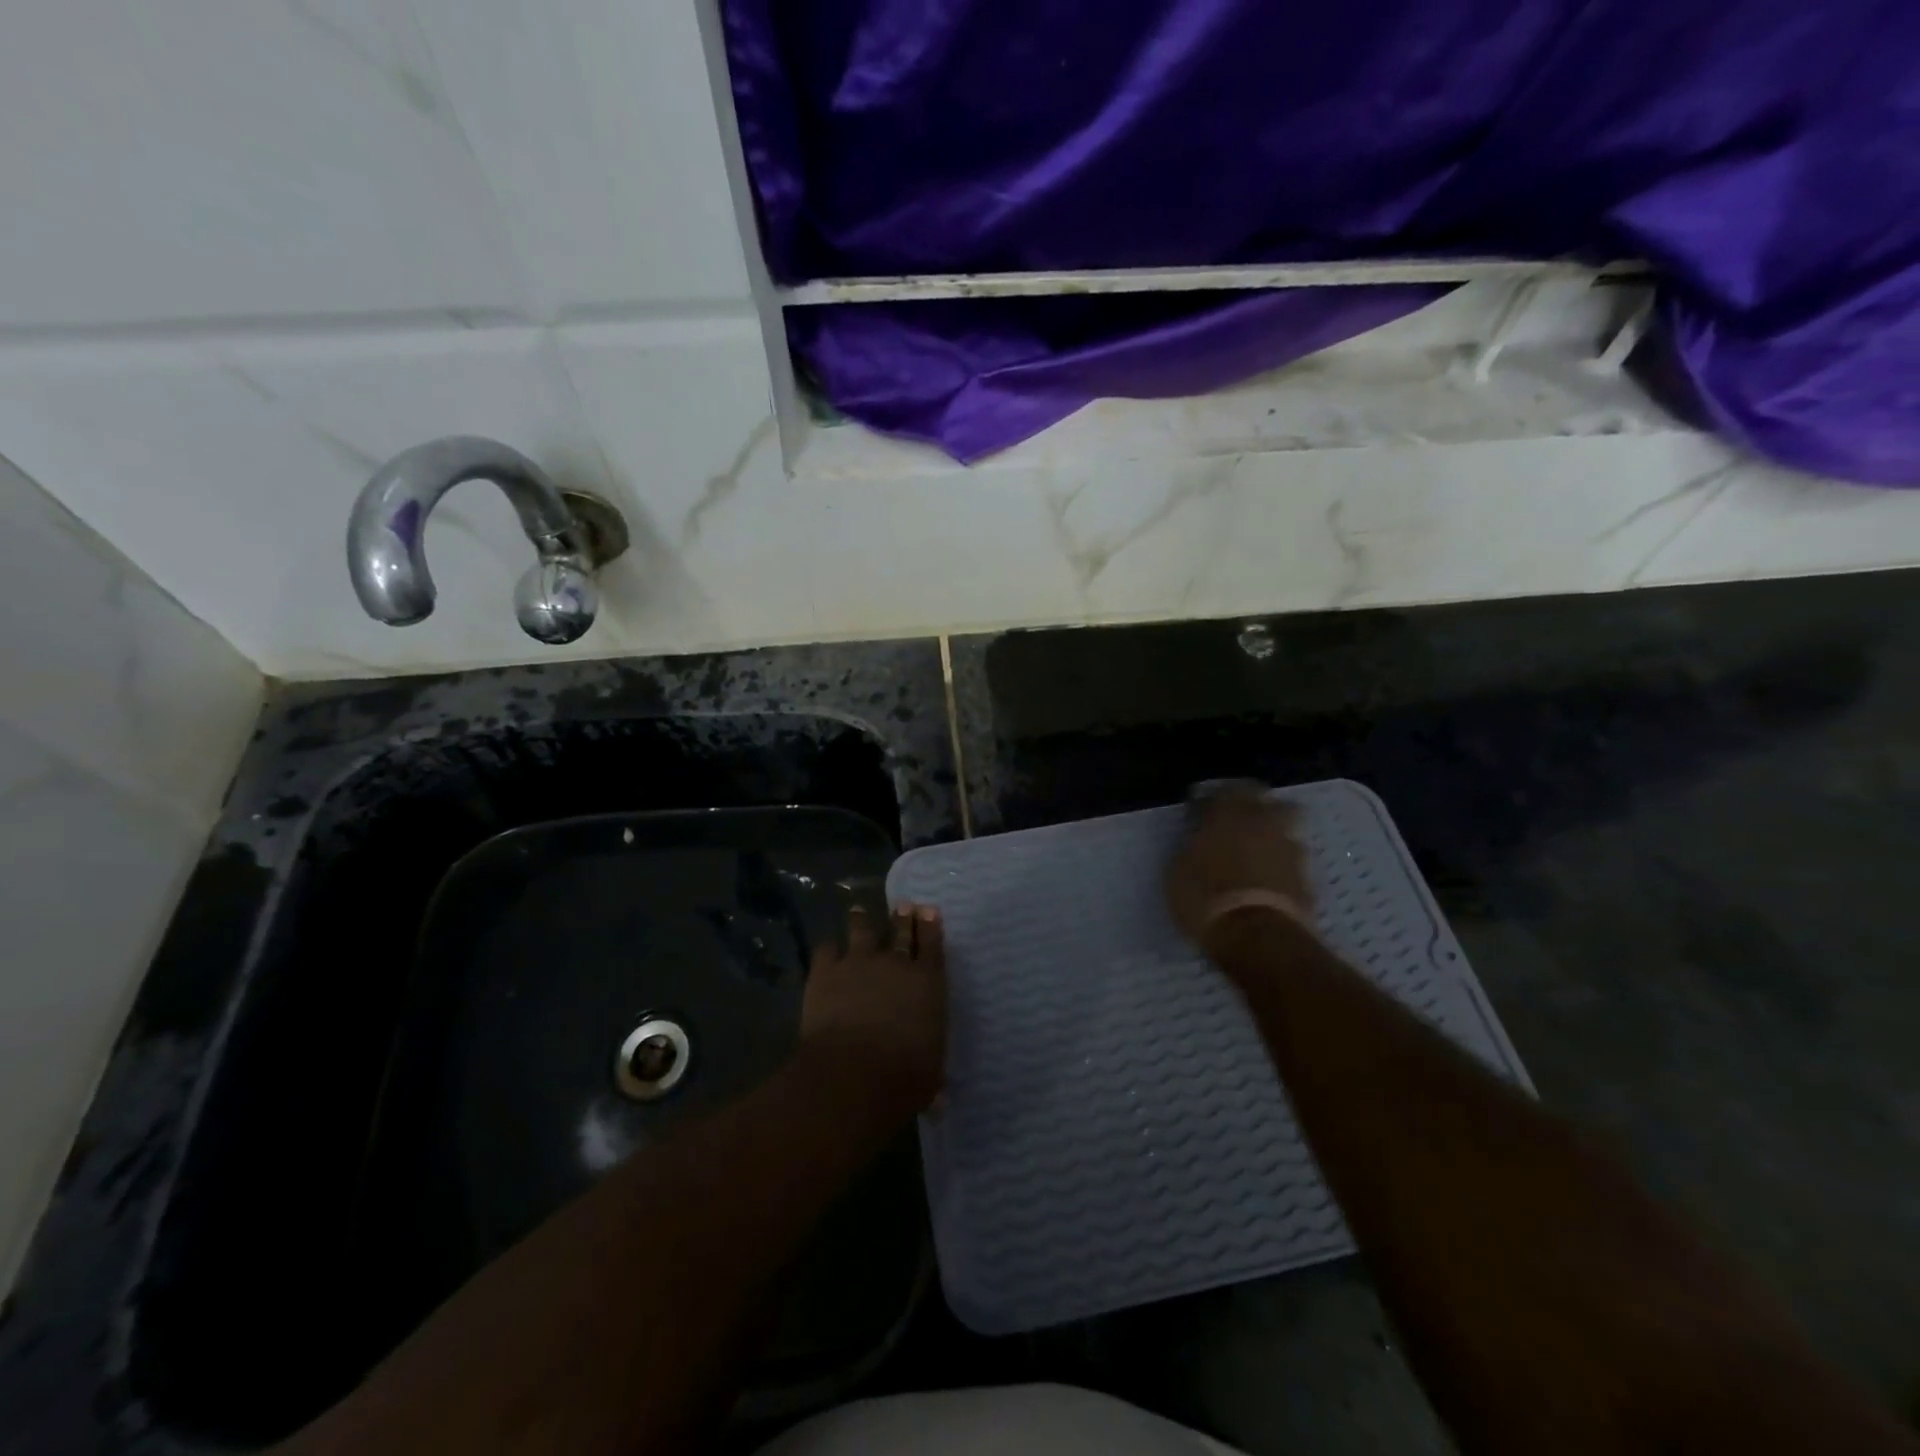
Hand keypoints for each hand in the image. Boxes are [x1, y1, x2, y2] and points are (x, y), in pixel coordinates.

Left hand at [801, 902, 947, 1111]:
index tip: (929, 911)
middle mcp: (896, 963)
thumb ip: (932, 1076)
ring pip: (861, 930)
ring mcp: (858, 962)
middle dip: (903, 917)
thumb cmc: (904, 1077)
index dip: (932, 926)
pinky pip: (826, 949)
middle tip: (903, 905)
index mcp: (928, 983)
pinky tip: (827, 949)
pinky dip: (828, 949)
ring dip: (861, 920)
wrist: (854, 1072)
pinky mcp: (826, 971)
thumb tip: (938, 1102)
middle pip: (901, 931)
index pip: (934, 945)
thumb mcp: (930, 1077)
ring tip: (859, 912)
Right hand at [1165, 781, 1315, 955]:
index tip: (1202, 808)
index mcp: (1228, 815)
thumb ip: (1191, 846)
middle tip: (1239, 819)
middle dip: (1256, 805)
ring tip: (1258, 851)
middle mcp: (1263, 824)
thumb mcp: (1178, 871)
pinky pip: (1294, 860)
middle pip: (1269, 800)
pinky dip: (1283, 864)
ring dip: (1273, 834)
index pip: (1224, 789)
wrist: (1257, 937)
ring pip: (1287, 828)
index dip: (1212, 797)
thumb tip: (1197, 839)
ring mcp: (1290, 849)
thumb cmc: (1206, 899)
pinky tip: (1270, 878)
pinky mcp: (1307, 878)